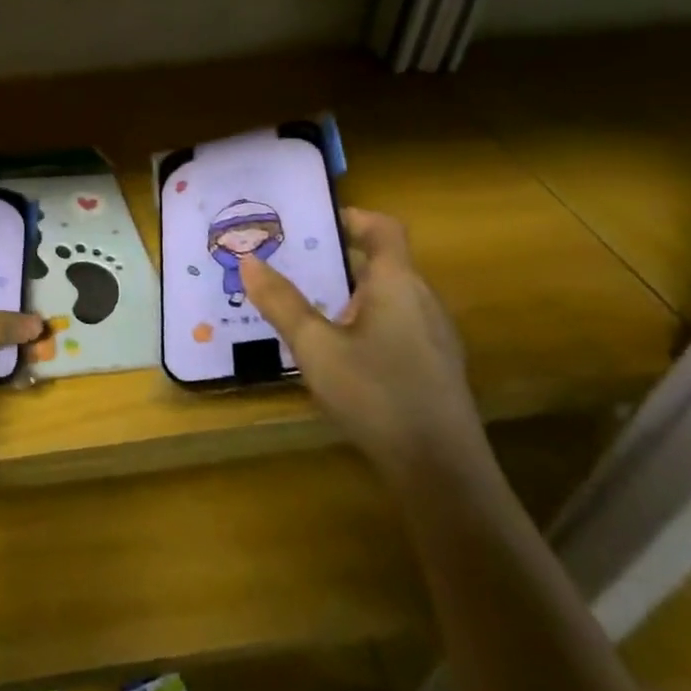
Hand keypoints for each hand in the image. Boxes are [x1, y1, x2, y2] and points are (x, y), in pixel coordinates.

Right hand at [239, 207, 482, 476]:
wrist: (442, 474)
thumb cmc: (376, 395)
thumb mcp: (315, 347)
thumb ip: (281, 302)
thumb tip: (248, 260)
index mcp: (397, 283)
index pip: (383, 227)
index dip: (350, 216)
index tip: (310, 223)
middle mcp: (422, 301)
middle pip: (380, 262)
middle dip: (334, 258)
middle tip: (288, 263)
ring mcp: (433, 336)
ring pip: (386, 296)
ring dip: (346, 292)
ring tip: (302, 303)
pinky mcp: (433, 367)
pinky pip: (394, 324)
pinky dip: (362, 320)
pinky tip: (335, 351)